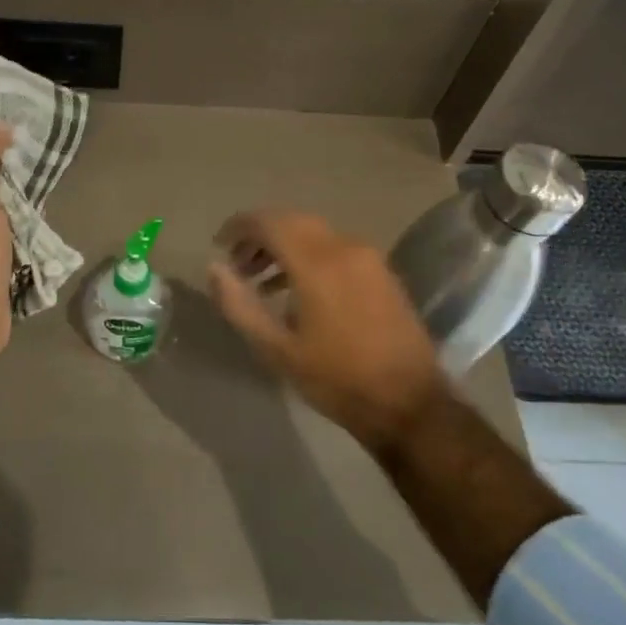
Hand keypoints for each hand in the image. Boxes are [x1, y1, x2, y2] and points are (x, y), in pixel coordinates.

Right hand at [208, 210, 444, 455]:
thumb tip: (215, 267)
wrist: (410, 404)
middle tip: (237, 263)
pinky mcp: (381, 271)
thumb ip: (240, 304)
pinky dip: (308, 254)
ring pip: (314, 232)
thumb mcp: (277, 350)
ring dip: (283, 244)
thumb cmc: (337, 379)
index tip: (218, 245)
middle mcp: (343, 247)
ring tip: (259, 278)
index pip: (269, 222)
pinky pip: (334, 246)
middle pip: (291, 221)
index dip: (238, 227)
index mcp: (317, 263)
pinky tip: (296, 287)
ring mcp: (367, 256)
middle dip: (259, 235)